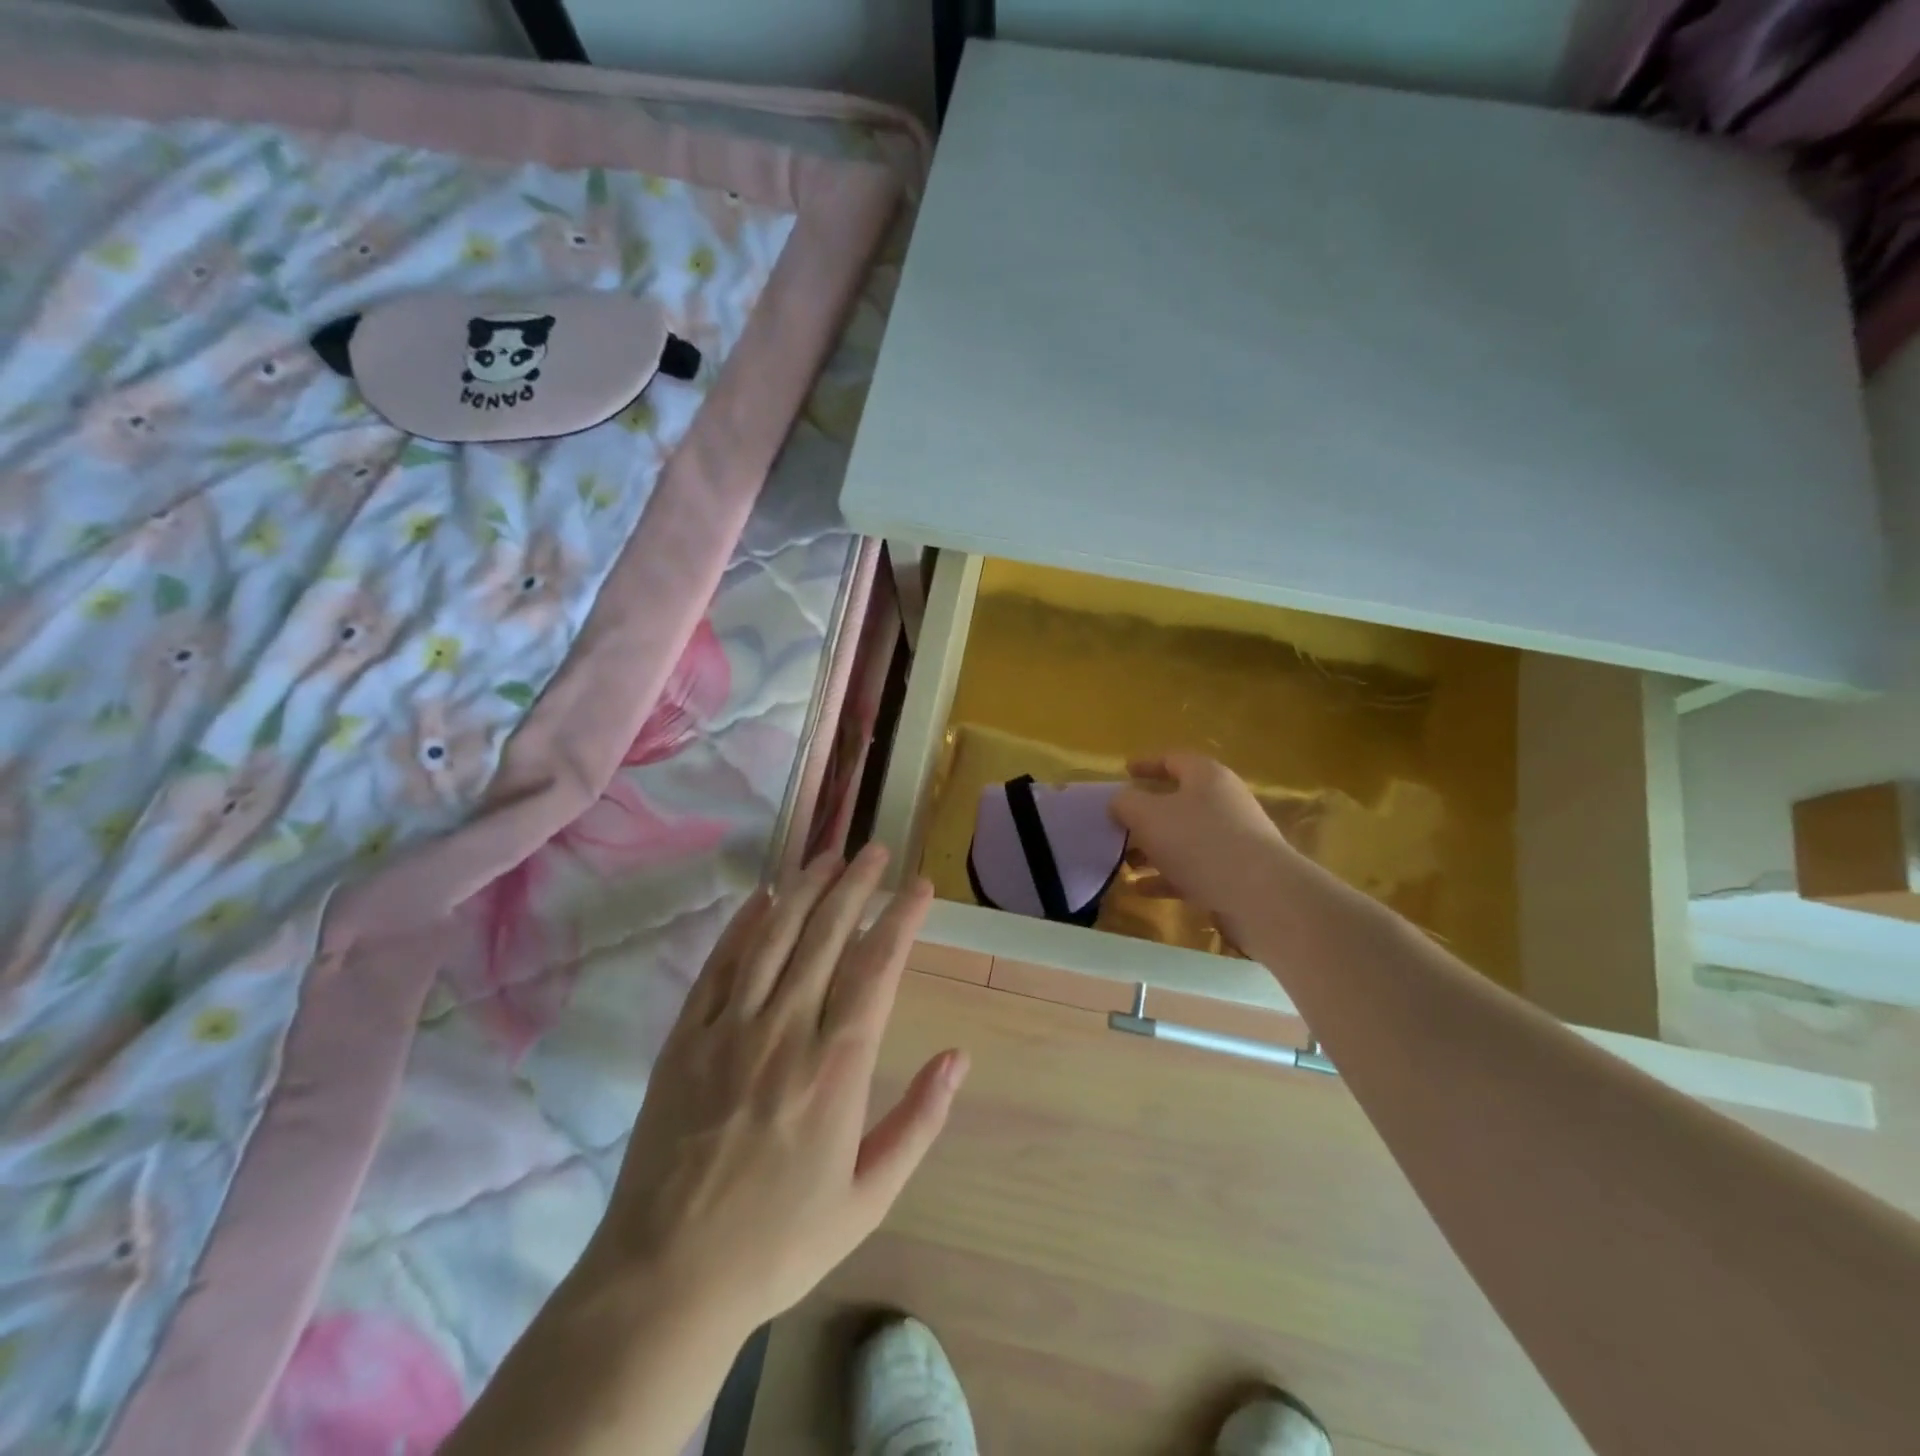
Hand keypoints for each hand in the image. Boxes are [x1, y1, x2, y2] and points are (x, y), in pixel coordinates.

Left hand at [584, 846, 966, 1338]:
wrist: (667, 1278)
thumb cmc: (779, 1242)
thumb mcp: (868, 1197)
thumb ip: (919, 1121)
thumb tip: (958, 1058)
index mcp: (837, 1067)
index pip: (877, 967)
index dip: (900, 917)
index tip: (918, 886)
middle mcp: (786, 1031)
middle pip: (827, 935)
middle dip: (856, 885)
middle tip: (875, 850)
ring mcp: (729, 1029)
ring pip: (775, 937)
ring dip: (804, 889)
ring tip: (827, 856)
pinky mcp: (685, 1038)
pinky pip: (720, 966)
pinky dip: (743, 925)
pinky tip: (762, 898)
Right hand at [1110, 754, 1297, 928]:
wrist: (1259, 896)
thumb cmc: (1198, 842)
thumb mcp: (1147, 815)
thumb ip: (1125, 802)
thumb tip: (1120, 801)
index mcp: (1206, 777)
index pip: (1173, 760)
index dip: (1146, 764)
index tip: (1124, 772)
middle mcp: (1224, 802)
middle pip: (1178, 802)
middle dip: (1145, 816)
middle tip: (1118, 827)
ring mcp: (1234, 840)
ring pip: (1184, 839)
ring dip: (1153, 850)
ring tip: (1125, 863)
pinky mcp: (1237, 874)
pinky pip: (1194, 869)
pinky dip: (1167, 877)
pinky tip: (1142, 890)